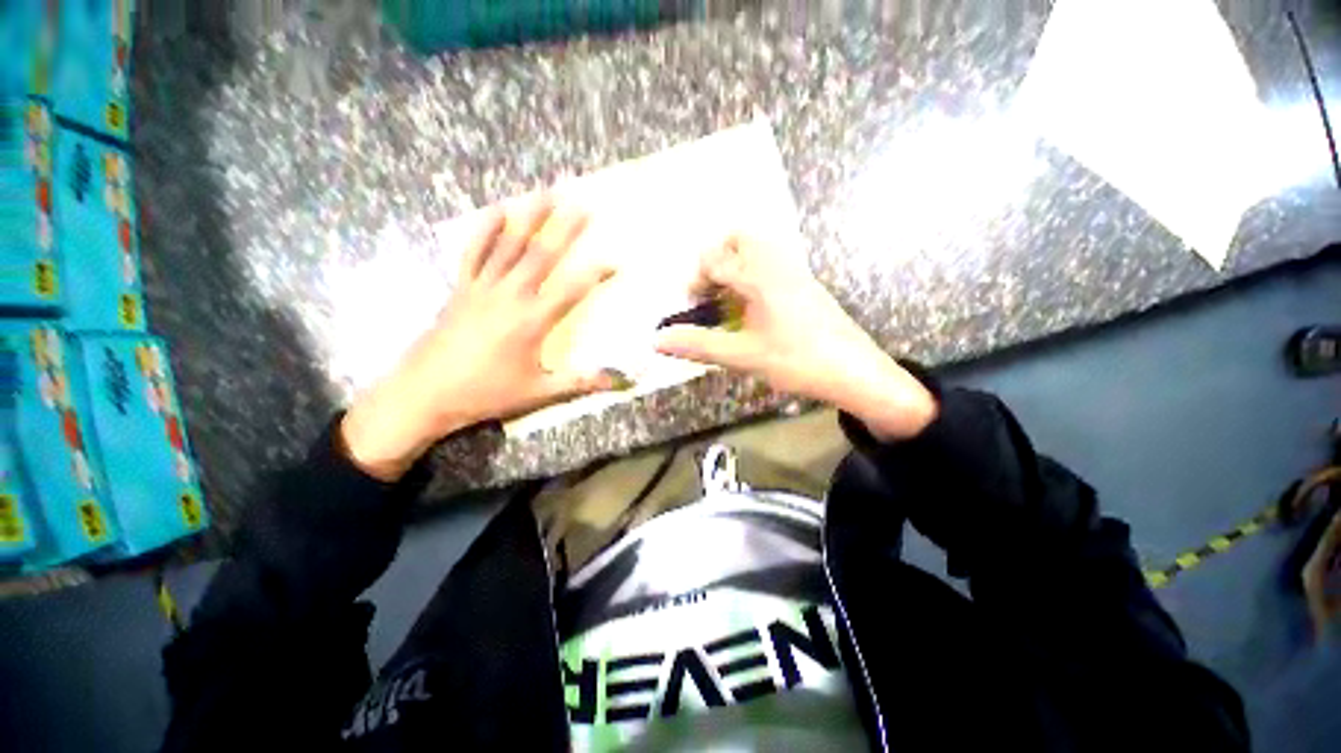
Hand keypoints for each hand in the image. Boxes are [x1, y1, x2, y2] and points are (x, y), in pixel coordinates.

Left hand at [341, 197, 616, 480]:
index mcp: (532, 321)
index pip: (572, 290)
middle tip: (582, 203)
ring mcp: (482, 288)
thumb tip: (615, 381)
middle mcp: (510, 296)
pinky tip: (497, 211)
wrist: (426, 393)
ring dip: (530, 218)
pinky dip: (485, 230)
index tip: (615, 261)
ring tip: (546, 193)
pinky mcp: (462, 288)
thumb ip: (579, 382)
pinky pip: (474, 252)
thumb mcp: (539, 392)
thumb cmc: (487, 393)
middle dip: (565, 228)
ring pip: (510, 245)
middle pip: (542, 255)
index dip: (596, 274)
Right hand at [655, 235, 936, 440]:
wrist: (855, 373)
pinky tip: (753, 308)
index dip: (697, 279)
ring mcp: (797, 272)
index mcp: (760, 275)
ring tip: (728, 301)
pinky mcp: (807, 285)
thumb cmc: (797, 361)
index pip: (716, 259)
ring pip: (759, 249)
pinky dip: (753, 275)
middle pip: (740, 238)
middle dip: (717, 260)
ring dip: (736, 266)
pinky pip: (773, 264)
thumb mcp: (742, 356)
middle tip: (709, 292)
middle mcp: (779, 264)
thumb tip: (657, 341)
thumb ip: (698, 345)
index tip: (693, 306)